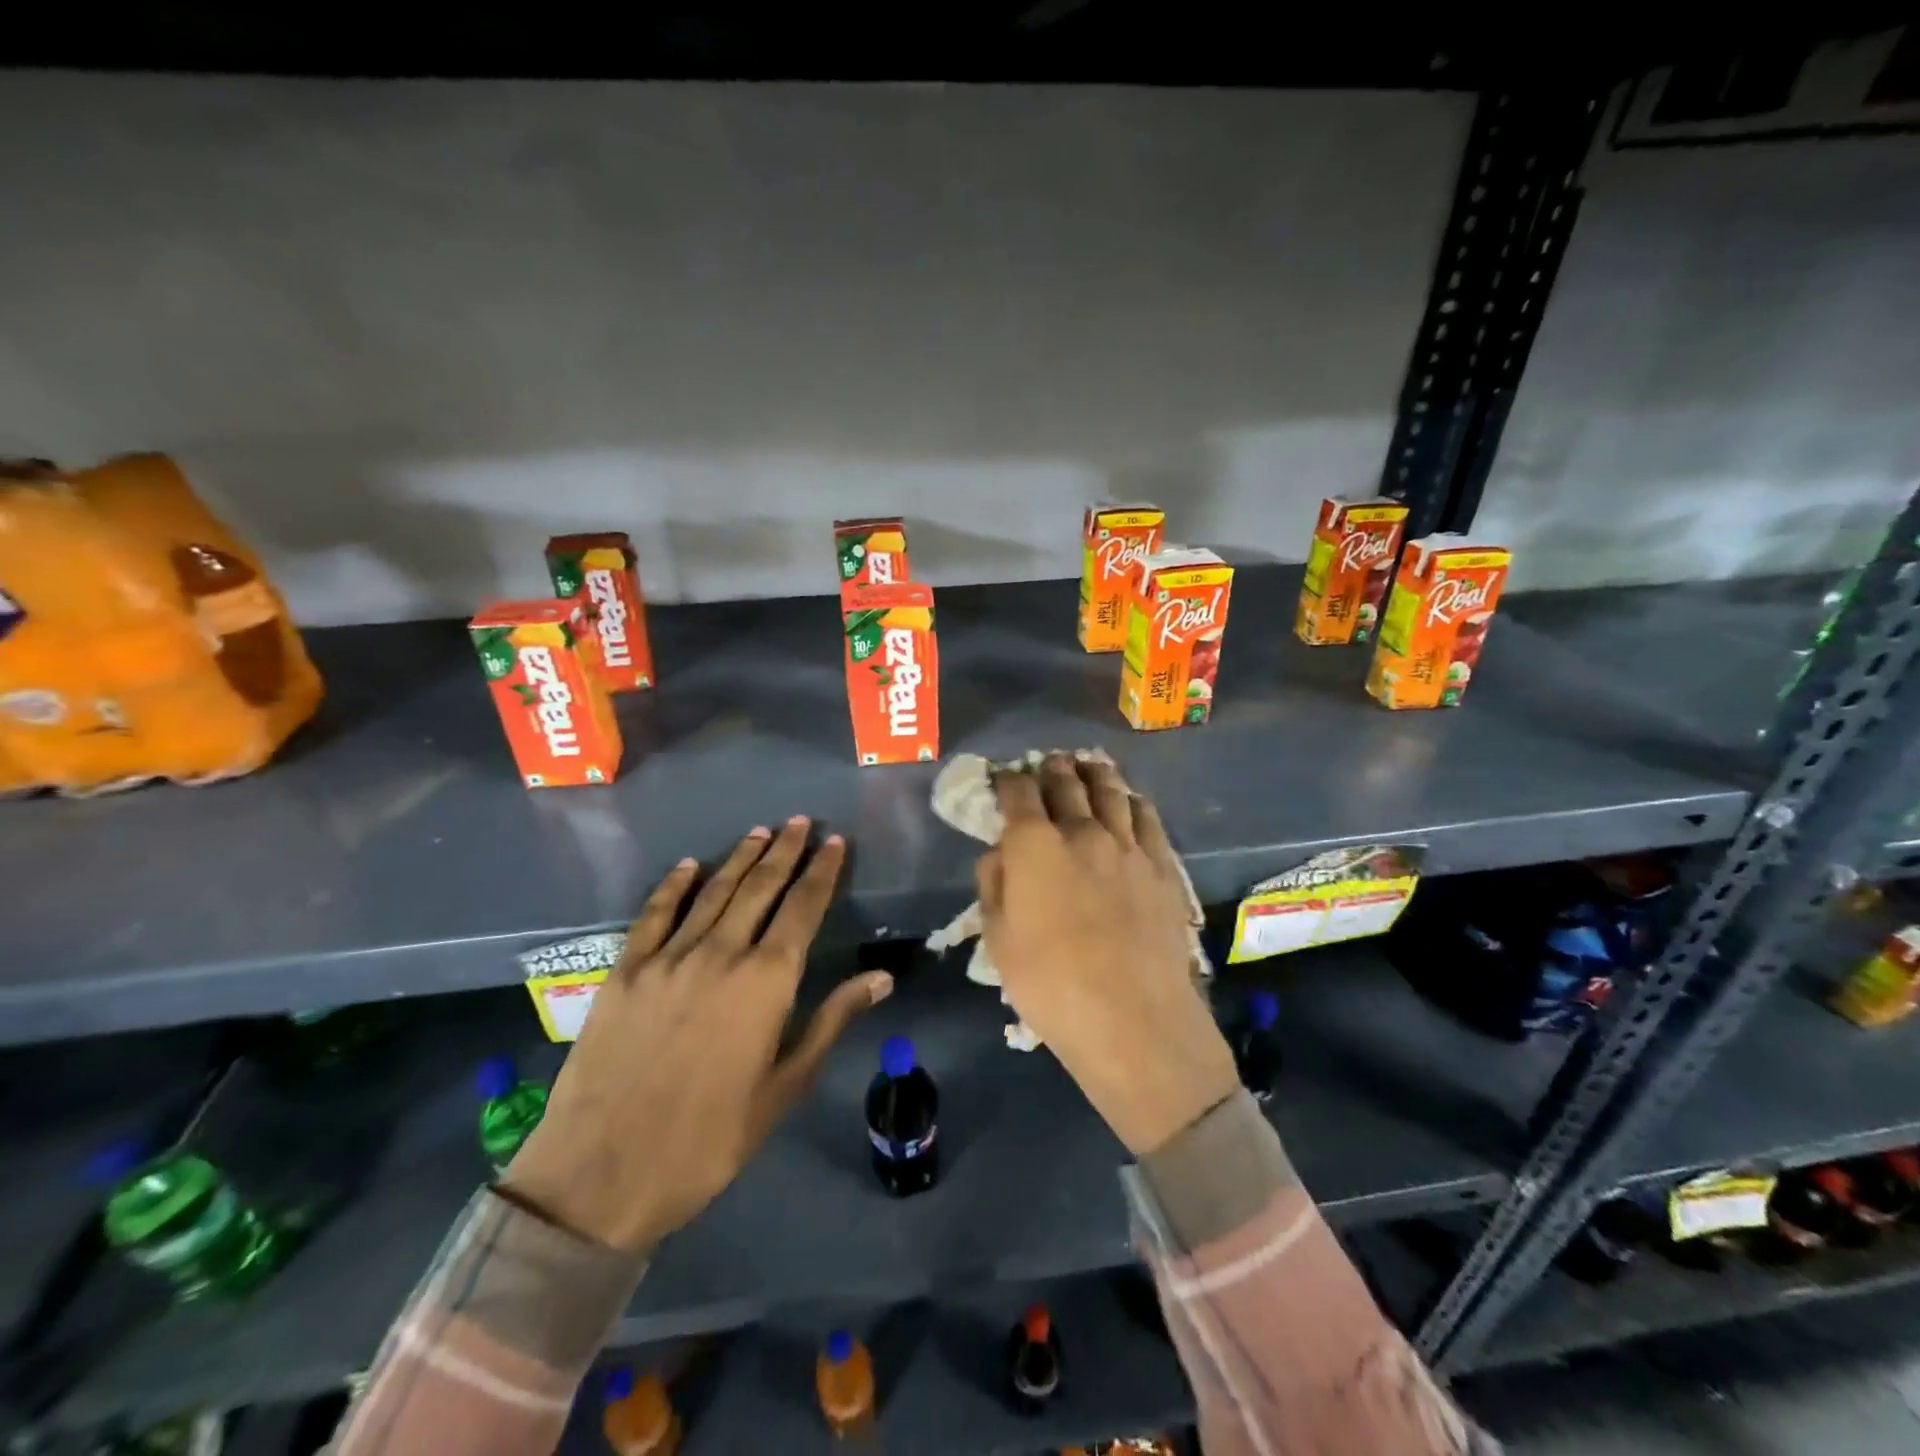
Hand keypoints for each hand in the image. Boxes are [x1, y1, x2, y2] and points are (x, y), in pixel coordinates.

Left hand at [501, 818, 890, 1251]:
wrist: (601, 1177)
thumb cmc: (708, 1141)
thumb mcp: (783, 1088)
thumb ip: (831, 1021)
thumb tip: (881, 977)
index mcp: (766, 982)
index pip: (803, 909)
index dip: (822, 872)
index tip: (835, 843)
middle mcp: (721, 954)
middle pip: (760, 888)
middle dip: (785, 851)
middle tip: (801, 821)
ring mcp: (668, 958)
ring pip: (713, 892)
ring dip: (740, 857)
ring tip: (761, 832)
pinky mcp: (625, 971)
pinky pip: (654, 914)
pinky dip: (674, 885)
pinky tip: (689, 865)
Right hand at [977, 754, 1236, 1155]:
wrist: (1132, 1017)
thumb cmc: (1050, 984)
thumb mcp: (998, 940)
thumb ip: (994, 885)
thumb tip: (999, 852)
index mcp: (1034, 845)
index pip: (1018, 793)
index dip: (1008, 780)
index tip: (1004, 778)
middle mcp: (1081, 831)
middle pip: (1065, 784)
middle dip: (1051, 769)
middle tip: (1047, 763)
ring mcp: (1127, 844)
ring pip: (1110, 791)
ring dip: (1094, 774)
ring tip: (1087, 766)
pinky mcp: (1161, 864)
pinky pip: (1147, 817)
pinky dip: (1132, 800)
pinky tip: (1129, 800)